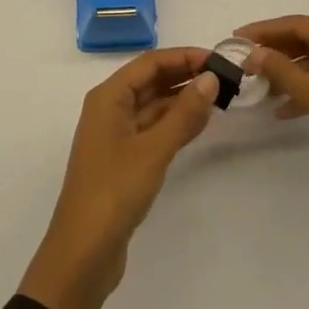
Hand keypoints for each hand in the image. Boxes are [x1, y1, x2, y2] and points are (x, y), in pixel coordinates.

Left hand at [20, 48, 218, 308]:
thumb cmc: (114, 190)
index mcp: (108, 96)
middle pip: (151, 80)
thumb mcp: (153, 149)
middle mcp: (110, 108)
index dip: (184, 56)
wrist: (83, 252)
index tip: (219, 58)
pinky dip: (175, 123)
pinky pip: (153, 128)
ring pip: (153, 105)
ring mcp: (116, 135)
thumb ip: (183, 113)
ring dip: (183, 99)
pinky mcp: (124, 159)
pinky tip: (201, 122)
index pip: (150, 62)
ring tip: (220, 95)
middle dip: (185, 75)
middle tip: (225, 76)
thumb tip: (211, 78)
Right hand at [241, 16, 308, 211]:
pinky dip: (306, 92)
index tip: (237, 38)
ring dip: (290, 75)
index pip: (301, 24)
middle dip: (277, 52)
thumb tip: (253, 53)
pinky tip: (284, 110)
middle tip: (246, 62)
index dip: (266, 30)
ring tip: (260, 88)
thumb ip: (283, 71)